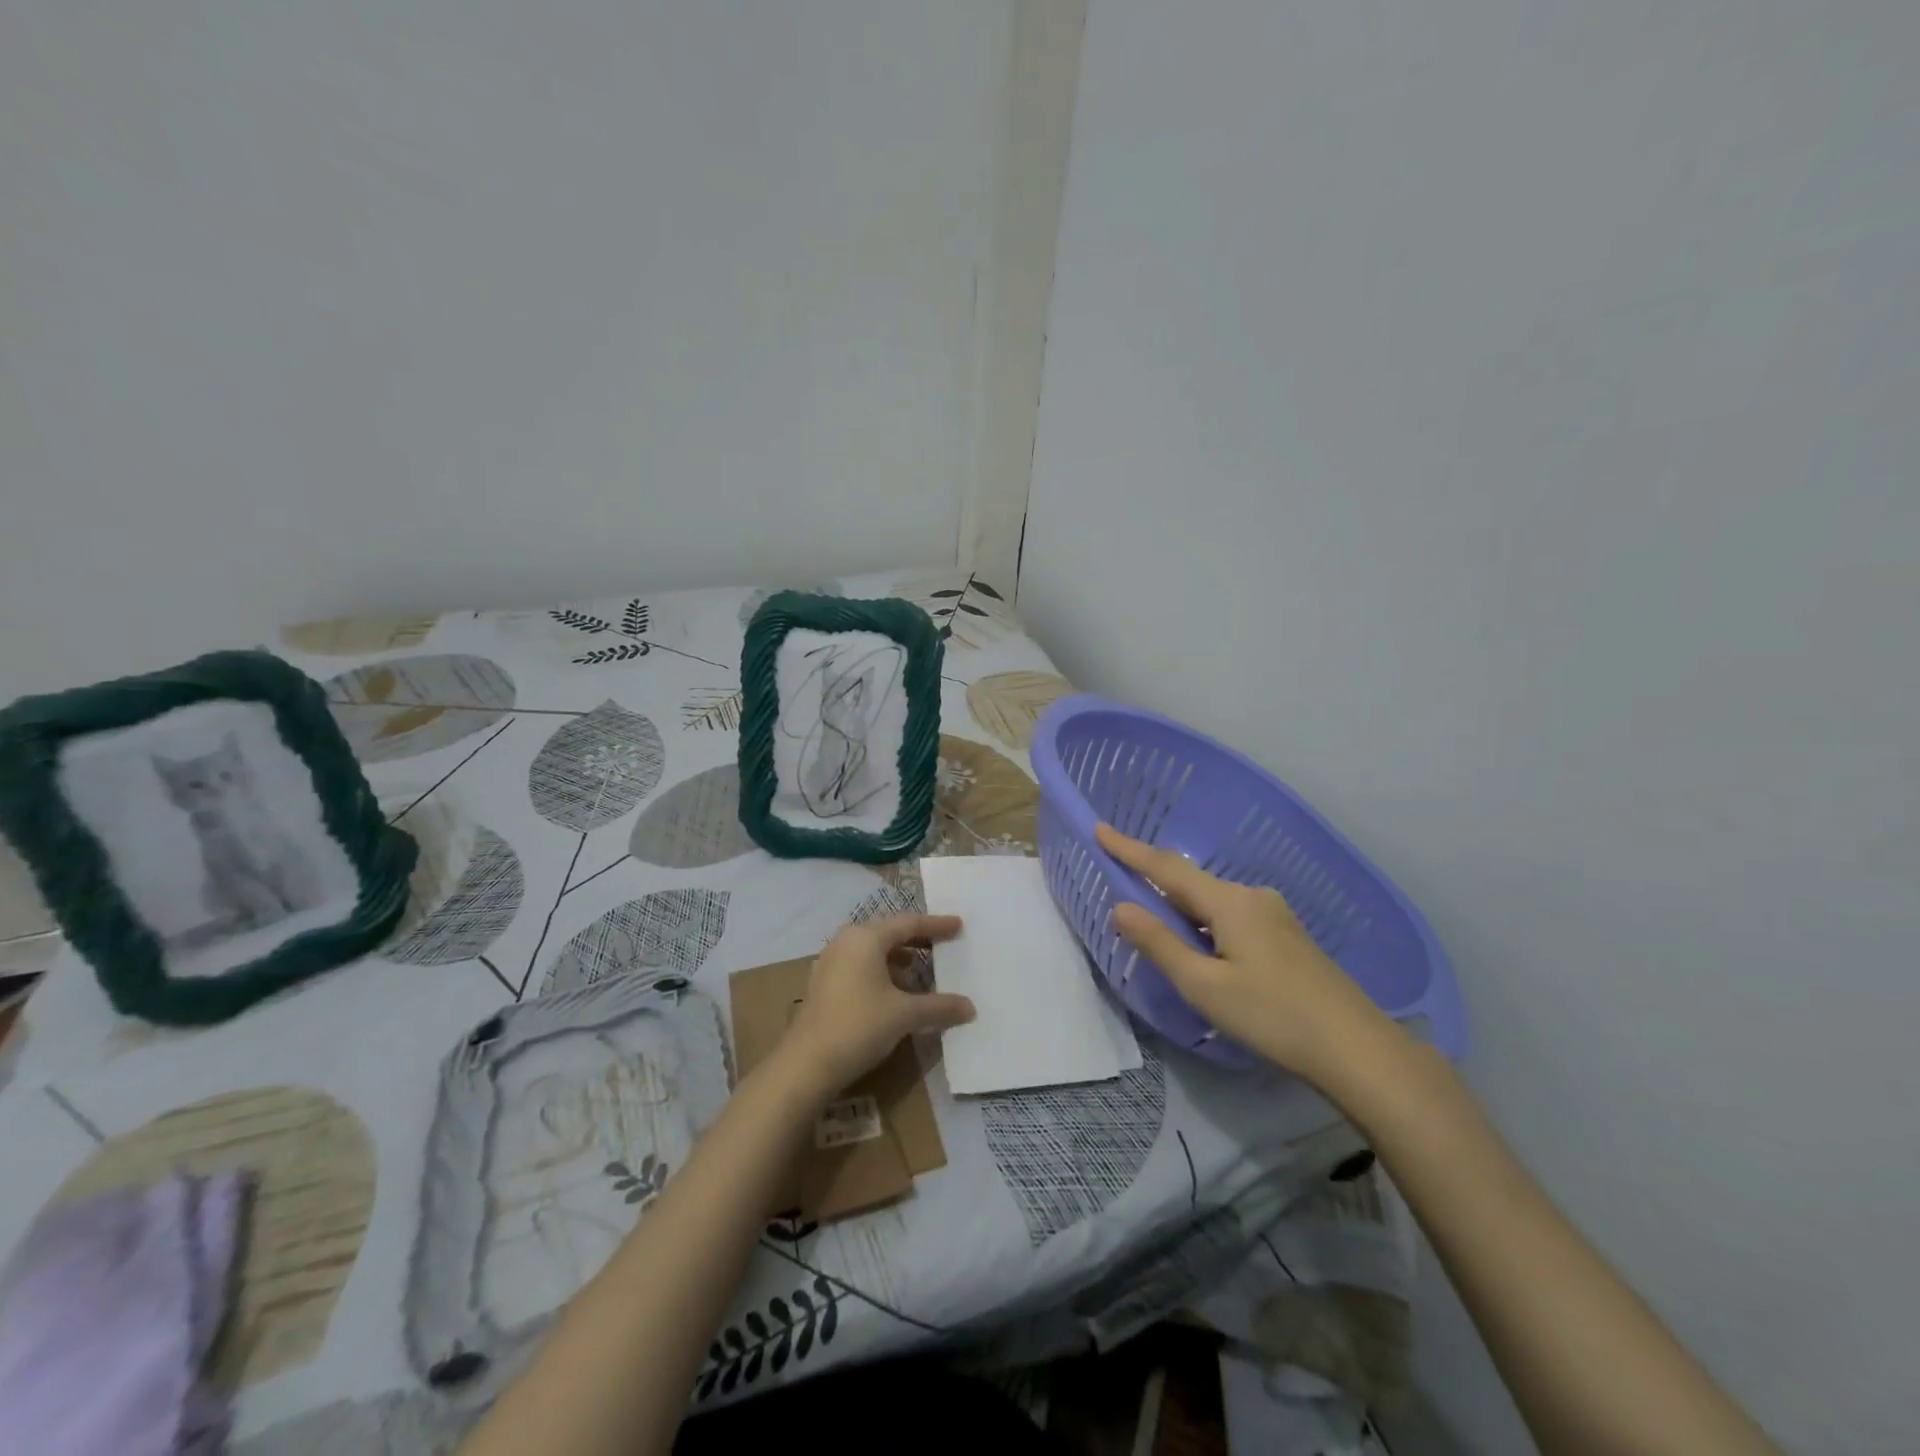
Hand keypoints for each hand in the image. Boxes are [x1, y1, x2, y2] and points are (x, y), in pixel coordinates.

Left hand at [780, 913, 975, 1097]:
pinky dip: (882, 972)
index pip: (909, 923)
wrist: (806, 1064)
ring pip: (873, 951)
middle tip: (943, 945)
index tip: (958, 925)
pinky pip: (861, 966)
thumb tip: (970, 1007)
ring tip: (922, 972)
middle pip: (889, 933)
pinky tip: (895, 992)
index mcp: (866, 938)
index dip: (936, 925)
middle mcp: (846, 941)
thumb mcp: (905, 1015)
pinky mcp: (824, 983)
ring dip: (899, 959)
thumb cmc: (859, 1026)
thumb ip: (939, 1007)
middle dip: (917, 940)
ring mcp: (831, 962)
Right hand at [1096, 823, 1396, 1090]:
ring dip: (1181, 909)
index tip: (1099, 828)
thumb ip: (1160, 944)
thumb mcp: (1204, 986)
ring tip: (1157, 930)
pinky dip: (1204, 924)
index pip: (1167, 868)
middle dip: (1154, 882)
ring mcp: (1274, 915)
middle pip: (1191, 882)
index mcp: (1229, 902)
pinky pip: (1230, 917)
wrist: (1357, 1049)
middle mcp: (1252, 897)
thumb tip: (1121, 906)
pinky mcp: (1286, 937)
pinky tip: (1203, 950)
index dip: (1129, 849)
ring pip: (1212, 902)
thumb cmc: (1272, 1016)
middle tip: (1121, 887)